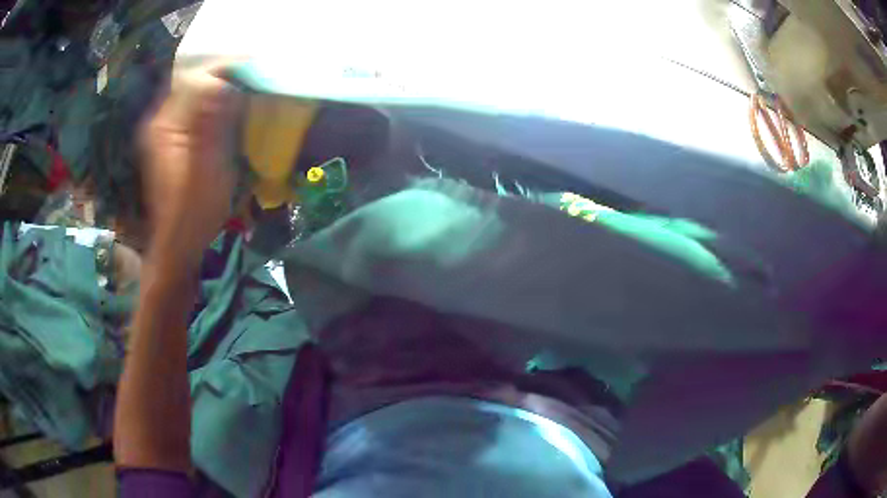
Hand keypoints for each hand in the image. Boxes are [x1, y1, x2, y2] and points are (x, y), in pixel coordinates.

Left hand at [140, 59, 243, 269]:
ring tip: (247, 92)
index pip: (196, 78)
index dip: (225, 70)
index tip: (254, 71)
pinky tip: (230, 114)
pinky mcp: (174, 142)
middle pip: (195, 83)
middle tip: (254, 80)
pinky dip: (215, 106)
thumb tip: (226, 81)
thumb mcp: (207, 164)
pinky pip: (195, 111)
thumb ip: (212, 119)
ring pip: (196, 95)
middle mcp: (162, 121)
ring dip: (221, 91)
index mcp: (166, 123)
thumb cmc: (194, 210)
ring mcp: (166, 131)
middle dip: (225, 77)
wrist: (179, 244)